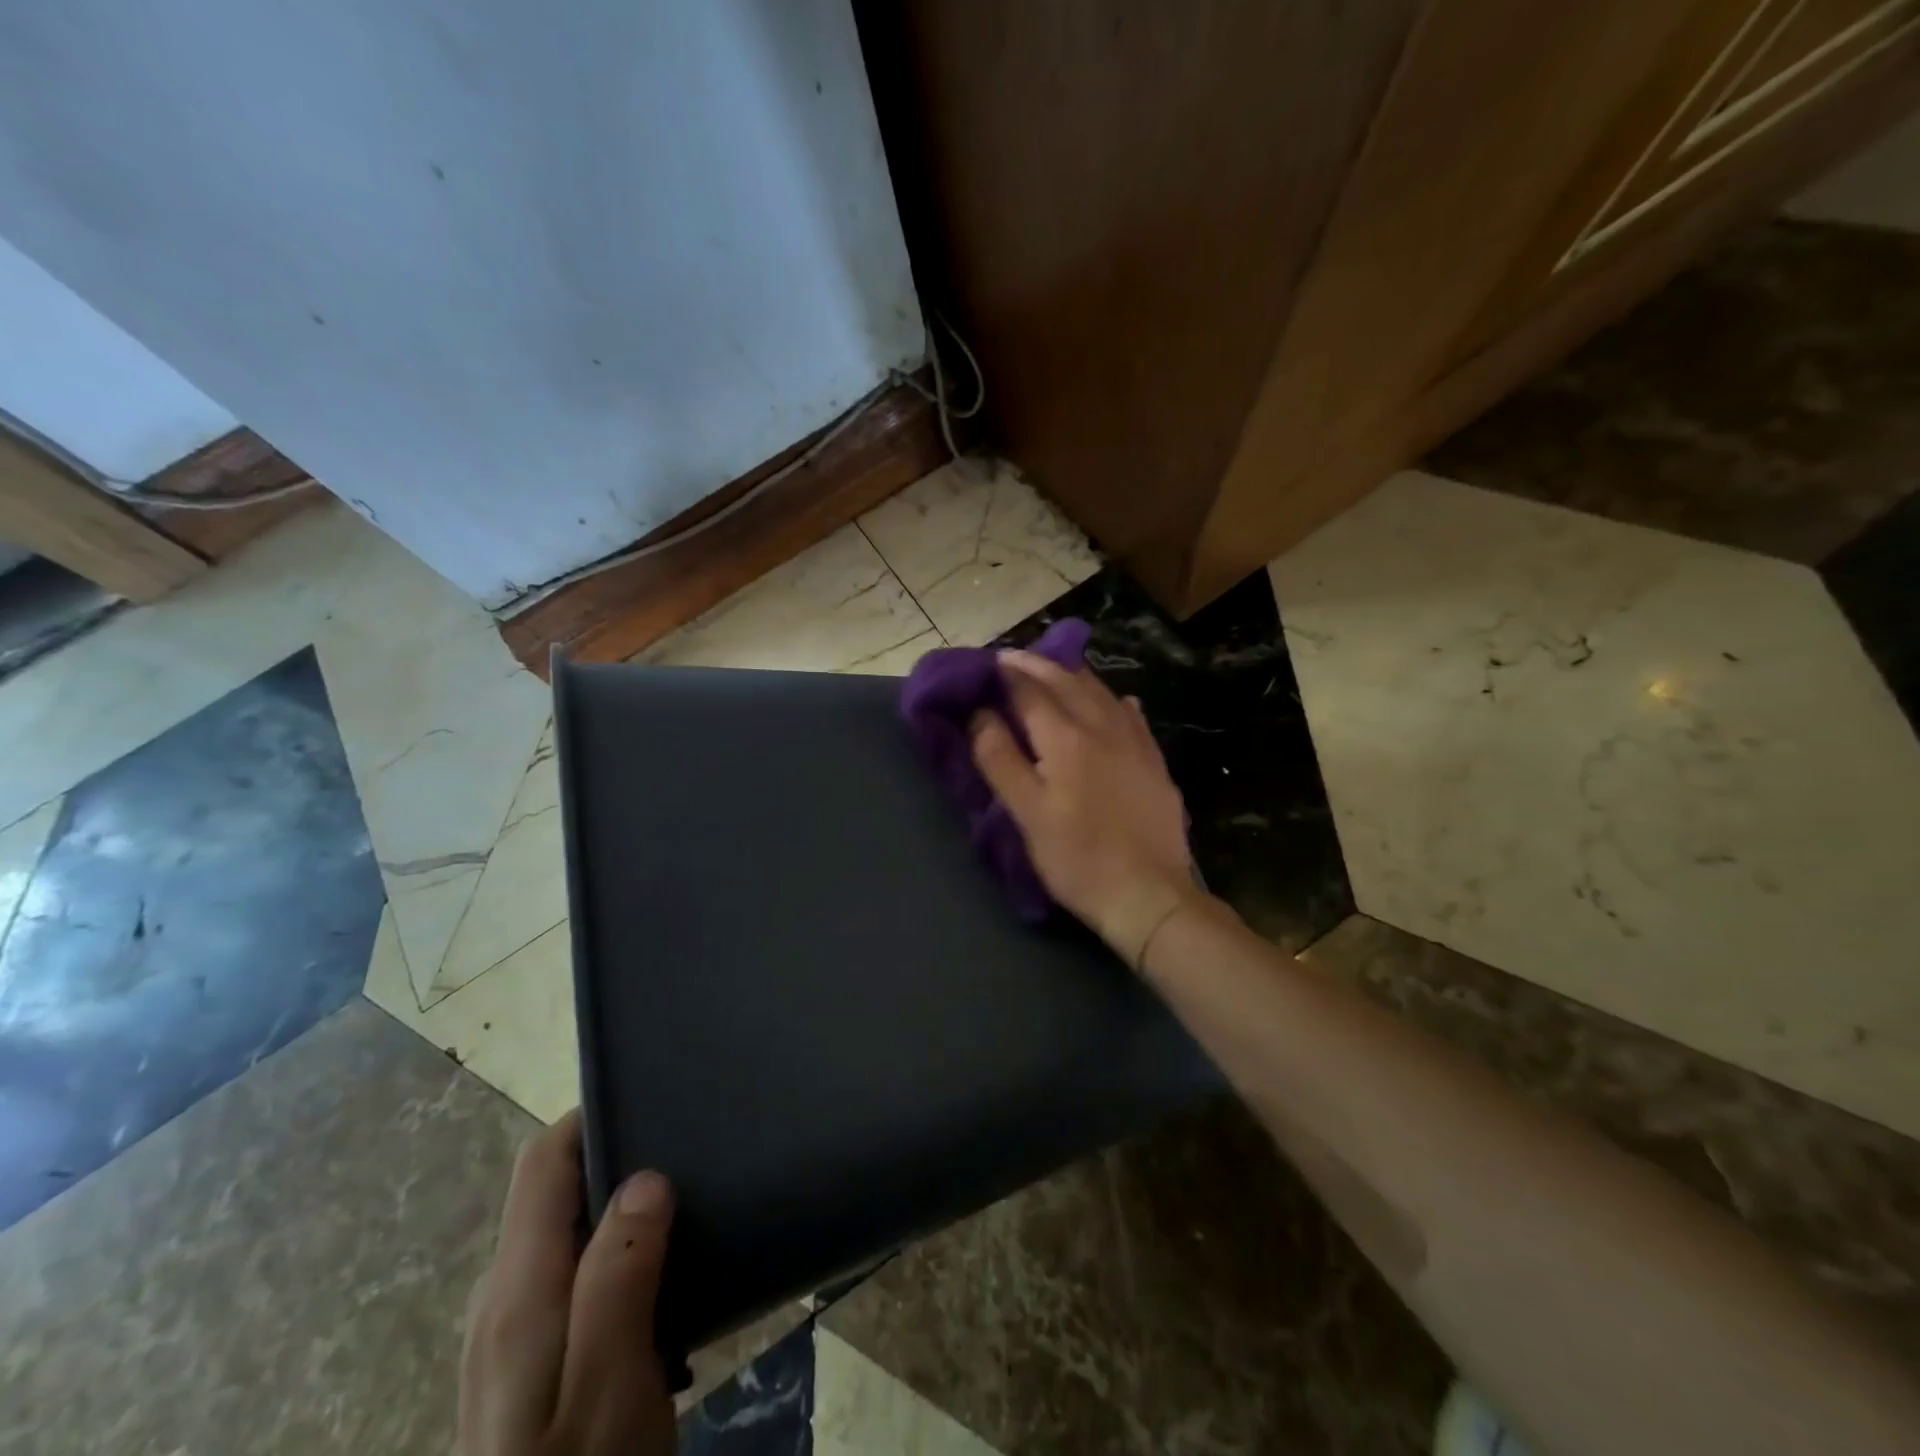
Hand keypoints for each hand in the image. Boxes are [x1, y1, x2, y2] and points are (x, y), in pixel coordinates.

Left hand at [459, 1110, 675, 1455]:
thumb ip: (620, 1275)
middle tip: (685, 1151)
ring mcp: (509, 1332)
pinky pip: (570, 1270)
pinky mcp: (527, 1361)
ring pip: (564, 1230)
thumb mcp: (611, 1382)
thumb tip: (646, 1177)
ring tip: (683, 1202)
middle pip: (551, 1190)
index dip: (591, 1116)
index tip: (652, 1099)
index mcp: (518, 1288)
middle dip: (614, 1157)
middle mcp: (501, 1297)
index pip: (543, 1162)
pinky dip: (612, 1248)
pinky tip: (658, 1270)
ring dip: (617, 1205)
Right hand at [970, 649, 1197, 963]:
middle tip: (1013, 658)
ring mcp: (1135, 743)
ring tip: (1055, 669)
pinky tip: (1118, 701)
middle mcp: (1102, 727)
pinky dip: (1115, 701)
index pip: (1030, 690)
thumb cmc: (1076, 857)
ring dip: (1074, 675)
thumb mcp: (1026, 813)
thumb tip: (980, 713)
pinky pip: (1133, 717)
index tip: (987, 663)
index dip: (1006, 674)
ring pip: (1102, 693)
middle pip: (1066, 682)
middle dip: (1037, 665)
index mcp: (1065, 737)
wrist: (1148, 893)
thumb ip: (1000, 758)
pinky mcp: (1155, 762)